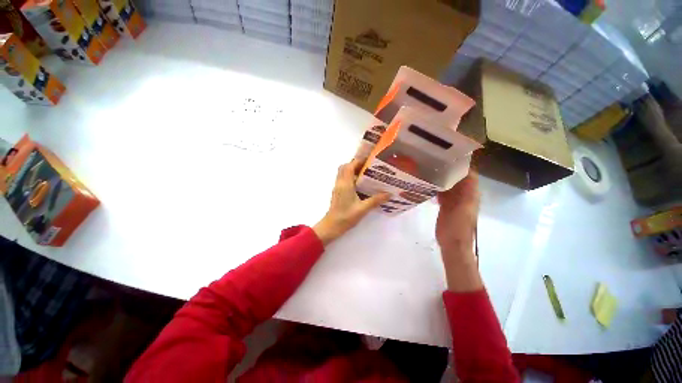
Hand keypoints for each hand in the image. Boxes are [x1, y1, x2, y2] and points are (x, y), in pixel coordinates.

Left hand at [314, 159, 389, 245]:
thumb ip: (375, 200)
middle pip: (344, 167)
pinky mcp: (337, 192)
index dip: (358, 161)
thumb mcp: (363, 209)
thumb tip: (389, 194)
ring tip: (366, 174)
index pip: (349, 166)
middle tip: (368, 167)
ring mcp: (337, 188)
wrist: (332, 226)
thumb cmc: (346, 217)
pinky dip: (350, 177)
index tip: (369, 160)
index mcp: (345, 184)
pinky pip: (343, 180)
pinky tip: (360, 184)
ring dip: (352, 170)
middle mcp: (340, 183)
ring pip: (343, 173)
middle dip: (355, 164)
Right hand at [436, 171, 481, 291]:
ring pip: (449, 184)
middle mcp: (464, 194)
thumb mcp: (463, 208)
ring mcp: (454, 200)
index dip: (460, 163)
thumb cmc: (458, 227)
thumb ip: (466, 191)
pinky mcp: (446, 206)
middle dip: (448, 168)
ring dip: (442, 177)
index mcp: (470, 193)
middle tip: (433, 160)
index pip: (468, 173)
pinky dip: (437, 187)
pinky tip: (427, 183)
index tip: (446, 155)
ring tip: (429, 168)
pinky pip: (442, 192)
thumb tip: (467, 172)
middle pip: (457, 177)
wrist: (452, 244)